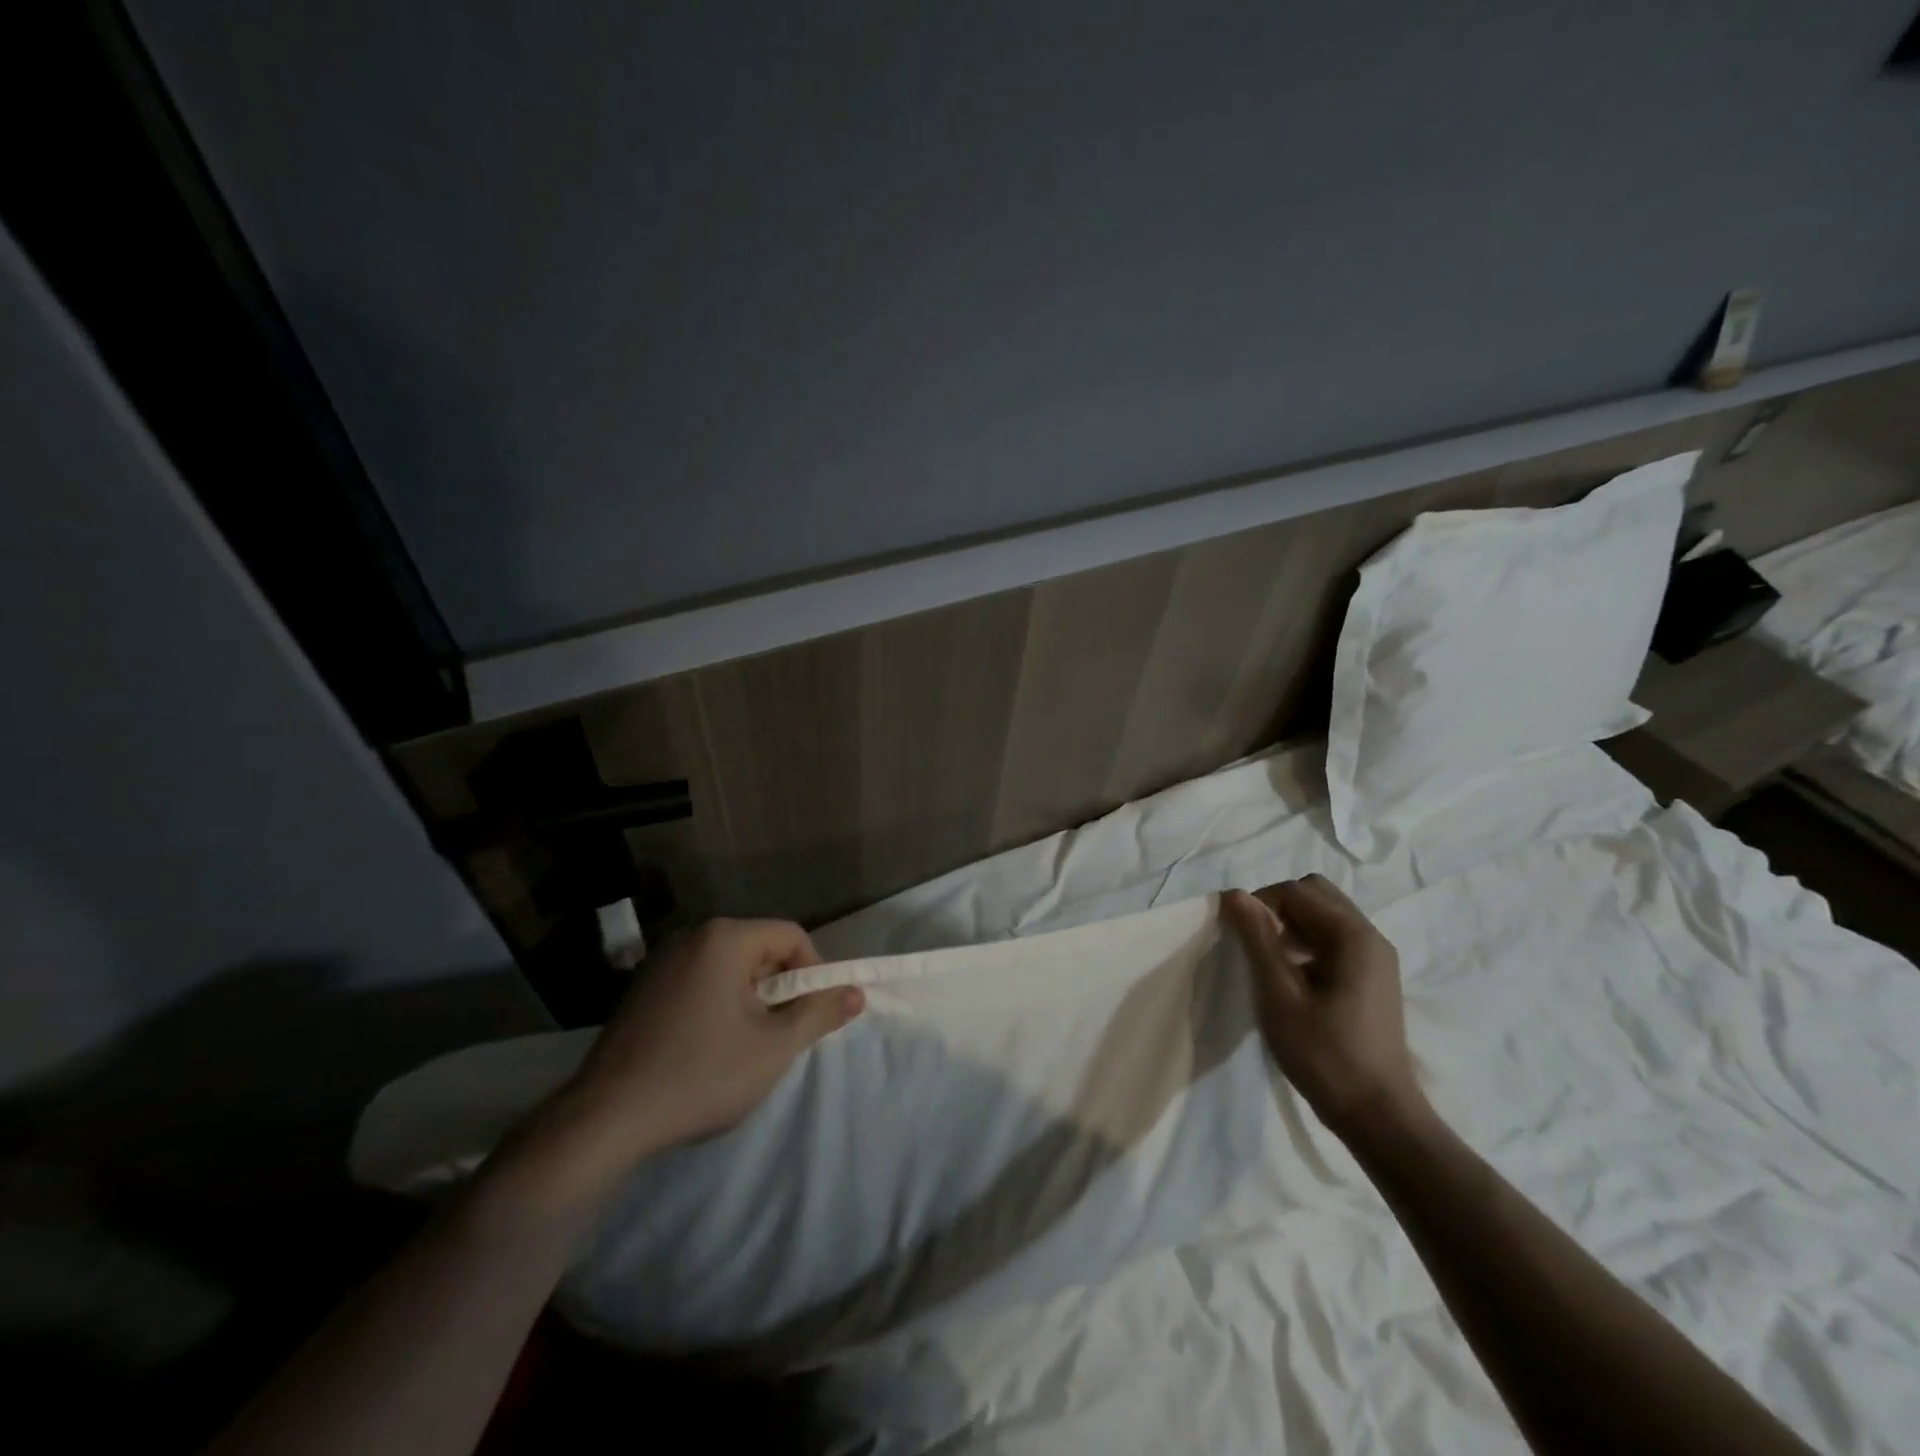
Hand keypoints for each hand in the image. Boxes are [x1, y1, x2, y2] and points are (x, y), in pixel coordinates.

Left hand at [513, 919, 864, 1203]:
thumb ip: (819, 1013)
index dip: (813, 971)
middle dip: (779, 987)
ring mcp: (660, 963)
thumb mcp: (774, 1047)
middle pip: (758, 949)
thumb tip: (856, 991)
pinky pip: (697, 983)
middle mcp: (691, 937)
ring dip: (749, 999)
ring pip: (728, 968)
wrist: (605, 1120)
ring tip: (746, 1047)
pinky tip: (707, 1050)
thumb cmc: (701, 1075)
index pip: (790, 936)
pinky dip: (717, 1005)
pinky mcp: (641, 991)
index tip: (811, 1014)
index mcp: (724, 938)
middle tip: (781, 1035)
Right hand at [1223, 877, 1424, 1139]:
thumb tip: (1235, 894)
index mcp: (1353, 935)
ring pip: (1325, 916)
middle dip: (1278, 908)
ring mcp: (1376, 958)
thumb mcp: (1278, 995)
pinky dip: (1307, 943)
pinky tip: (1292, 977)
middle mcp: (1370, 937)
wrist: (1379, 1116)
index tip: (1237, 936)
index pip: (1296, 890)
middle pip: (1315, 894)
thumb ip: (1257, 939)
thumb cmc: (1324, 1055)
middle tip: (1254, 943)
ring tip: (1269, 962)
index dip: (1260, 904)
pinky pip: (1334, 939)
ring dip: (1291, 925)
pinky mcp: (1373, 978)